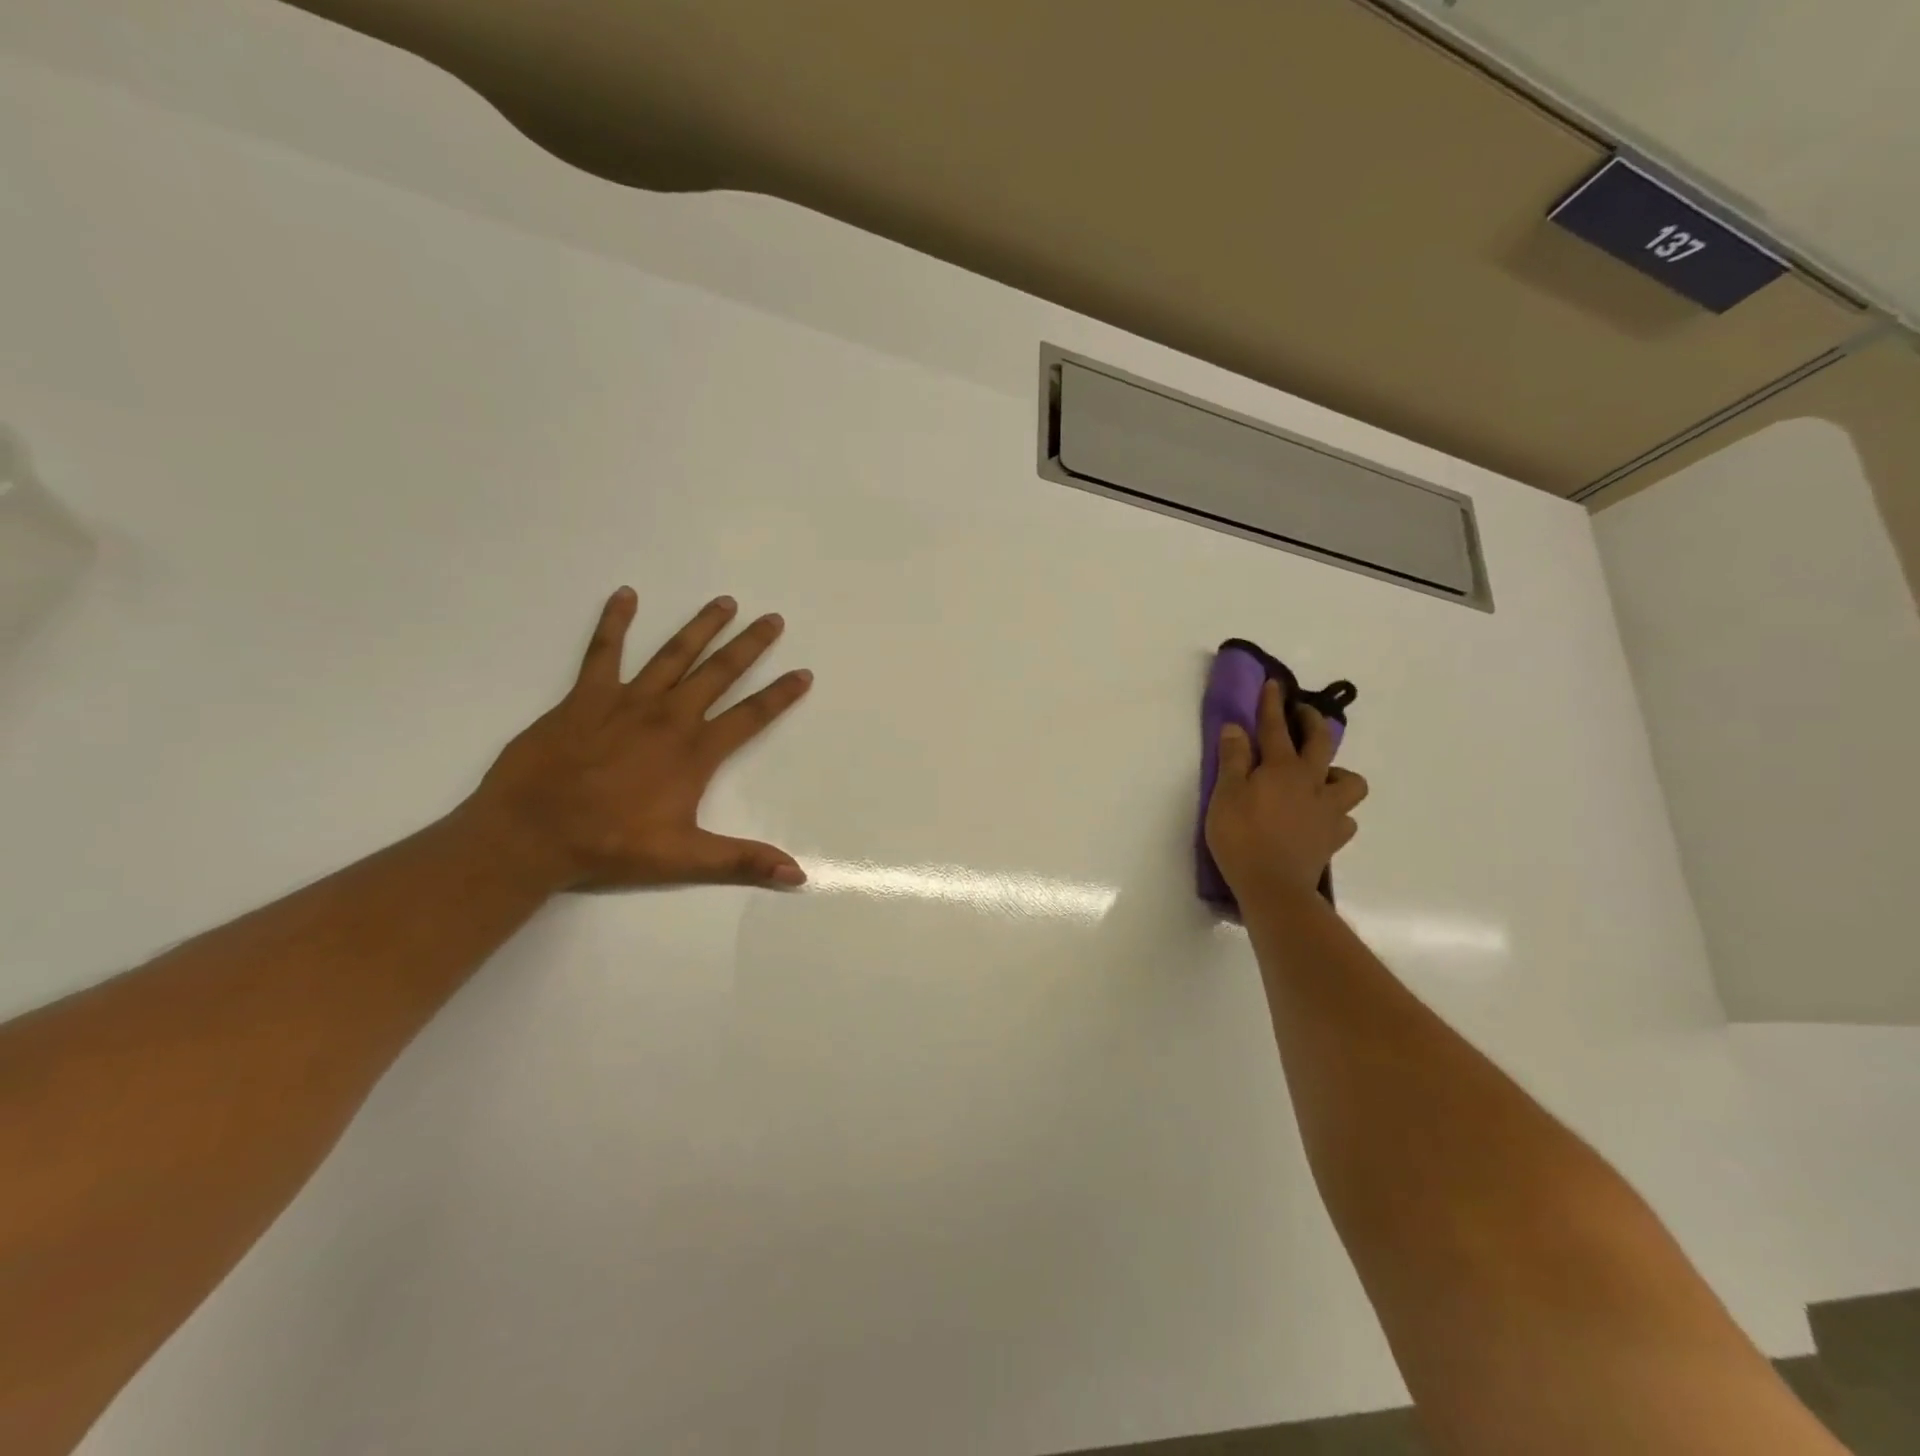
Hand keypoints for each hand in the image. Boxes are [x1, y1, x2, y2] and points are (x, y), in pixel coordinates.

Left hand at [463, 589, 813, 890]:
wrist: (531, 832)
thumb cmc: (611, 845)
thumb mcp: (684, 858)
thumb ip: (743, 860)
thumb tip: (799, 876)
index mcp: (695, 752)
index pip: (751, 716)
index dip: (780, 695)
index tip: (804, 673)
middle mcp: (669, 716)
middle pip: (719, 672)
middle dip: (749, 645)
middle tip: (773, 619)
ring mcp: (627, 701)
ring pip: (673, 654)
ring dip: (701, 626)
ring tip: (725, 602)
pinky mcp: (586, 696)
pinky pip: (603, 651)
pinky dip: (614, 621)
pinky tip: (626, 595)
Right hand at [1205, 679, 1367, 897]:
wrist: (1273, 887)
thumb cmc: (1241, 837)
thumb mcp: (1226, 795)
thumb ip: (1233, 760)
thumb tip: (1237, 728)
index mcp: (1282, 768)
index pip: (1276, 727)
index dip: (1272, 704)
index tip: (1274, 683)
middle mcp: (1311, 783)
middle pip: (1321, 743)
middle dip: (1312, 722)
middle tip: (1303, 714)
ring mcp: (1328, 811)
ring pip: (1350, 782)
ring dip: (1338, 774)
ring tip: (1322, 778)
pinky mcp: (1333, 838)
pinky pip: (1345, 819)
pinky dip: (1336, 813)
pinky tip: (1322, 818)